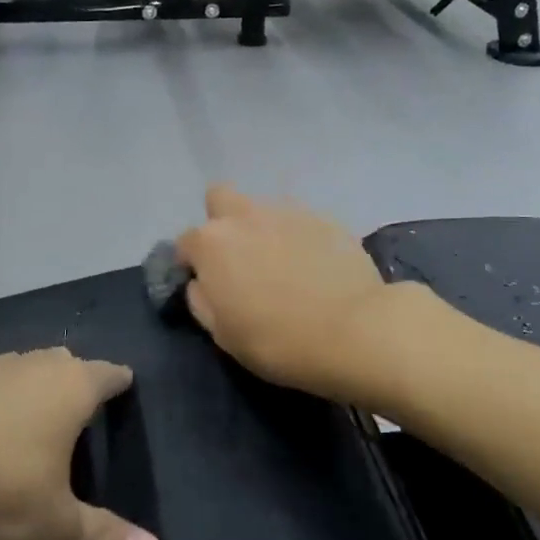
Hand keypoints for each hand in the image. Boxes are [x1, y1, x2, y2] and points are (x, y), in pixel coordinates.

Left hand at [0, 352, 162, 539]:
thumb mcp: (51, 524)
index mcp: (71, 387)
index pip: (108, 375)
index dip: (119, 383)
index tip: (124, 389)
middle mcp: (32, 365)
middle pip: (64, 364)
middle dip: (73, 383)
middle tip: (78, 413)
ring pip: (19, 370)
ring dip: (26, 391)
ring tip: (27, 423)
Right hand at [176, 185, 403, 406]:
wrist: (354, 330)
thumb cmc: (276, 340)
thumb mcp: (222, 334)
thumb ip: (202, 300)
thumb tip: (200, 282)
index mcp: (212, 243)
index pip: (186, 242)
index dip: (192, 263)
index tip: (206, 284)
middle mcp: (245, 215)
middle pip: (220, 199)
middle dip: (222, 221)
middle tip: (240, 259)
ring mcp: (288, 211)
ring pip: (263, 208)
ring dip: (263, 228)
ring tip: (284, 264)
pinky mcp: (326, 218)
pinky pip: (300, 221)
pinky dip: (300, 237)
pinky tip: (315, 266)